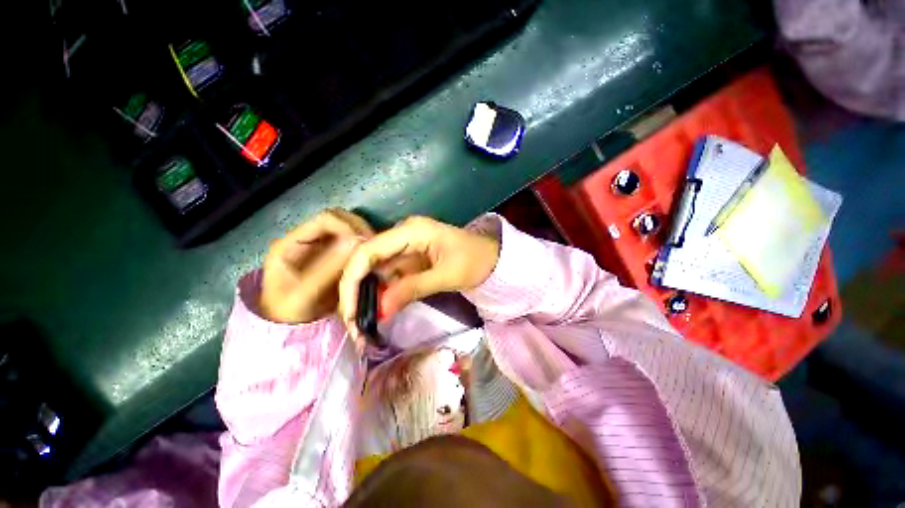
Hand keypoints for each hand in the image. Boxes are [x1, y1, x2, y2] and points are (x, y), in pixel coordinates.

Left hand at [260, 208, 373, 322]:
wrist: (290, 327)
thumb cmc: (290, 313)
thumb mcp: (304, 295)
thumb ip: (328, 269)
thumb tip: (357, 242)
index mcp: (293, 243)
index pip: (326, 219)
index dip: (349, 226)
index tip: (366, 243)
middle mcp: (310, 238)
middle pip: (341, 219)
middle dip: (361, 229)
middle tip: (375, 247)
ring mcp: (323, 246)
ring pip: (350, 228)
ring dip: (366, 237)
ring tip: (376, 253)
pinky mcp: (335, 255)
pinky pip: (355, 243)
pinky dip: (366, 247)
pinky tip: (373, 258)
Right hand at [338, 216, 499, 336]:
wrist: (493, 259)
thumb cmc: (476, 262)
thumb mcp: (447, 276)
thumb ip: (412, 289)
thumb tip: (379, 311)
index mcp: (411, 230)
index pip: (368, 251)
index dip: (353, 280)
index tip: (349, 312)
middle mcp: (402, 234)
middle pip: (367, 261)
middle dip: (355, 292)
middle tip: (354, 325)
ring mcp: (405, 246)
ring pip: (375, 271)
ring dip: (366, 297)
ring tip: (362, 326)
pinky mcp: (409, 259)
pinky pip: (388, 276)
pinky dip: (381, 295)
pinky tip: (377, 313)